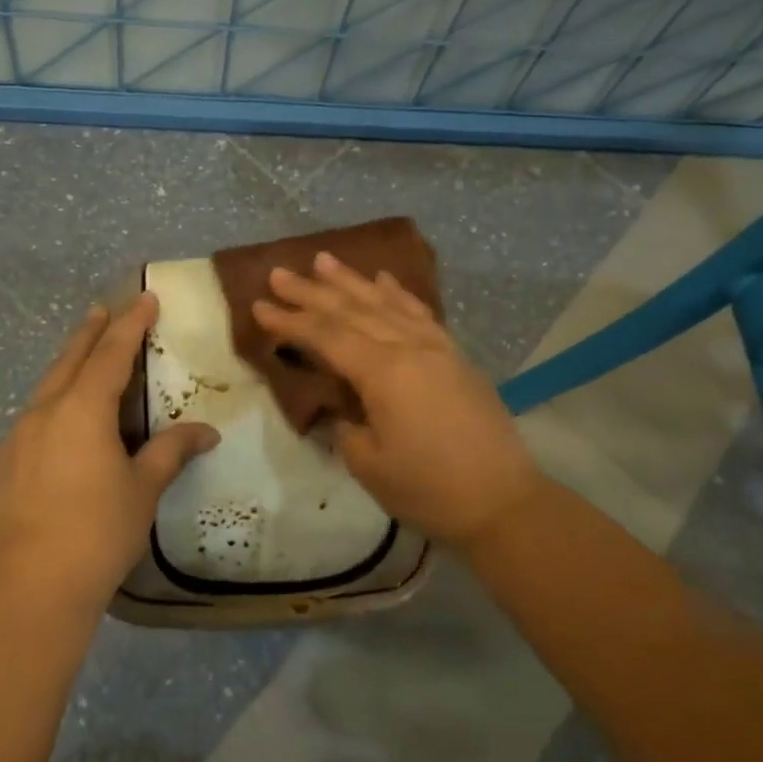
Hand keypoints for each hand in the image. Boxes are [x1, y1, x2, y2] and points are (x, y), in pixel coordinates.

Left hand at [0, 293, 218, 614]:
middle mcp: (43, 413)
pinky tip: (55, 438)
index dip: (131, 324)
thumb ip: (171, 452)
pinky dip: (48, 415)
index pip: (112, 353)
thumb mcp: (142, 490)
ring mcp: (13, 440)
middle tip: (102, 310)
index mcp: (82, 409)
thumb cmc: (96, 532)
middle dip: (90, 333)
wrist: (26, 590)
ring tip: (80, 367)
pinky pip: (28, 427)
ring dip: (66, 372)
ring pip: (44, 391)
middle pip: (69, 359)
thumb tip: (206, 432)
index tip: (144, 298)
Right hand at [252, 252, 542, 550]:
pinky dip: (398, 293)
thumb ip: (345, 424)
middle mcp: (409, 347)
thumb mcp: (368, 463)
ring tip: (323, 259)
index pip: (326, 336)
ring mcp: (436, 347)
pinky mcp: (455, 355)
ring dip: (351, 281)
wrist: (503, 502)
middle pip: (352, 310)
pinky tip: (383, 279)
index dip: (290, 321)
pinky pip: (420, 312)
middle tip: (279, 273)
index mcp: (384, 372)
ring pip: (385, 303)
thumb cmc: (428, 489)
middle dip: (311, 292)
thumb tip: (340, 403)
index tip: (259, 305)